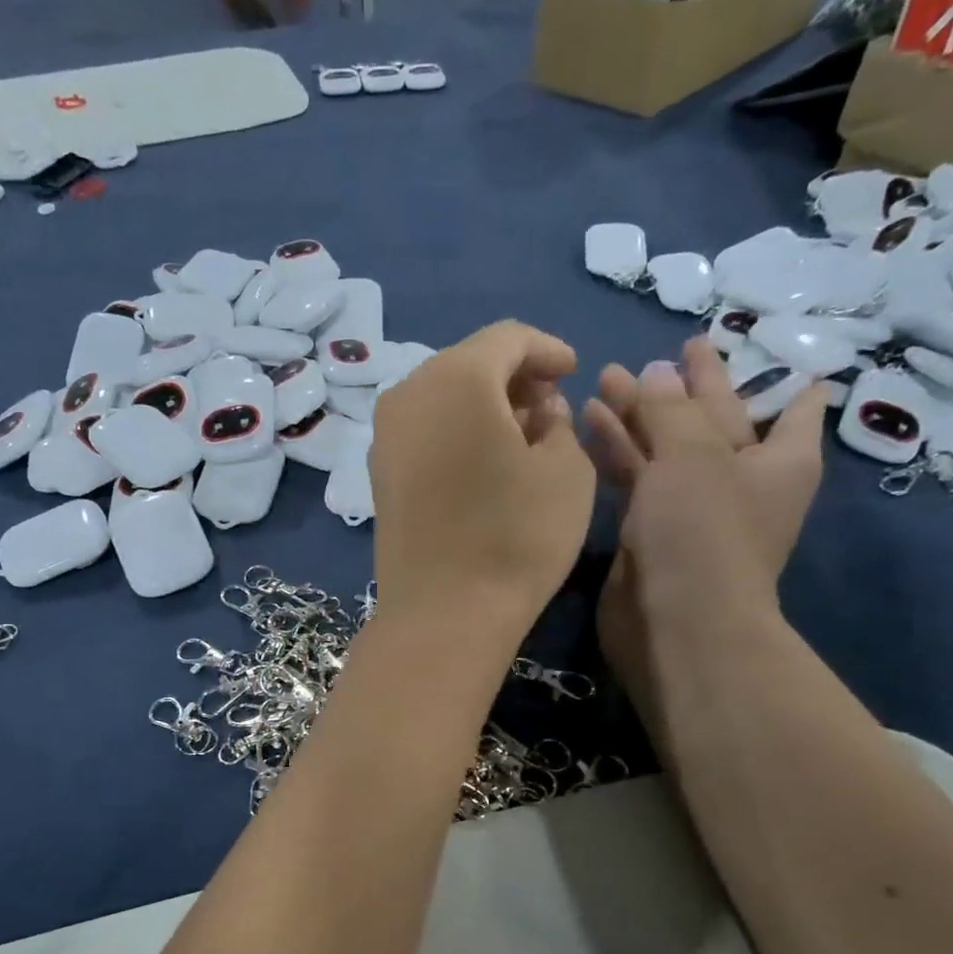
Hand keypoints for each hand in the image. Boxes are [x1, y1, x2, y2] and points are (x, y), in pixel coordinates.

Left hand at [370, 321, 595, 646]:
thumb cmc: (516, 536)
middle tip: (550, 405)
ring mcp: (385, 436)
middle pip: (468, 363)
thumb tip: (538, 410)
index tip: (574, 370)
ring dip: (484, 405)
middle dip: (514, 377)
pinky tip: (484, 460)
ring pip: (443, 396)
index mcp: (456, 378)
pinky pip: (424, 430)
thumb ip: (558, 422)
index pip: (508, 339)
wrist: (443, 614)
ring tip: (522, 435)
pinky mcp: (378, 473)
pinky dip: (456, 430)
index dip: (547, 349)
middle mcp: (408, 393)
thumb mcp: (566, 470)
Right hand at [583, 339, 827, 724]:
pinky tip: (590, 419)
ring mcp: (693, 509)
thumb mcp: (693, 454)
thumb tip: (656, 371)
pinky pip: (636, 478)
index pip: (792, 408)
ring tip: (608, 376)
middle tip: (671, 350)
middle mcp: (741, 482)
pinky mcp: (649, 530)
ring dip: (640, 415)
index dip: (781, 378)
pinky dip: (618, 450)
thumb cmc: (702, 530)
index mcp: (779, 461)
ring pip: (667, 448)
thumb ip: (670, 408)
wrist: (673, 623)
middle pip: (717, 421)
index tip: (768, 348)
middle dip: (690, 387)